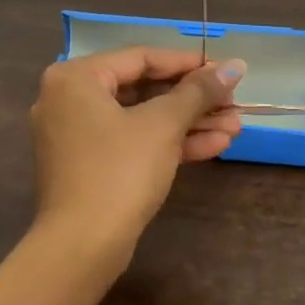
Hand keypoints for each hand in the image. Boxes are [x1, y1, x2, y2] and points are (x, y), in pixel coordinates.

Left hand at [29, 47, 245, 264]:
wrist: (82, 246)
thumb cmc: (119, 171)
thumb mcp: (163, 125)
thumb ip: (199, 91)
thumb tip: (235, 65)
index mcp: (76, 78)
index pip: (141, 58)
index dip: (188, 63)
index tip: (226, 70)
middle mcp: (69, 100)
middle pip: (143, 89)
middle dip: (194, 100)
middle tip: (234, 104)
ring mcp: (77, 135)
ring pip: (141, 119)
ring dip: (189, 123)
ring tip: (235, 128)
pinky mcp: (89, 166)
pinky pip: (131, 142)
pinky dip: (168, 144)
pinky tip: (214, 146)